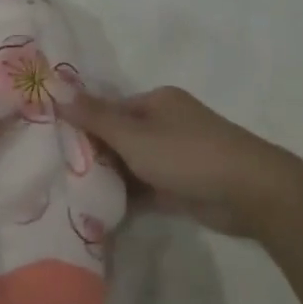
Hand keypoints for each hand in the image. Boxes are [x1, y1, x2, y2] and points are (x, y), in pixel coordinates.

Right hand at [61, 86, 302, 240]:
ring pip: (131, 164)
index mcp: (156, 102)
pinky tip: (98, 211)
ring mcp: (175, 156)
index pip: (110, 109)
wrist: (249, 191)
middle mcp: (165, 124)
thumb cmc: (187, 154)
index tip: (53, 145)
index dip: (83, 125)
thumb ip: (96, 117)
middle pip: (120, 137)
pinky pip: (145, 188)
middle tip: (56, 174)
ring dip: (108, 178)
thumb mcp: (134, 135)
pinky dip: (127, 197)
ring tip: (69, 195)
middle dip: (93, 154)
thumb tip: (58, 91)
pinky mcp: (182, 186)